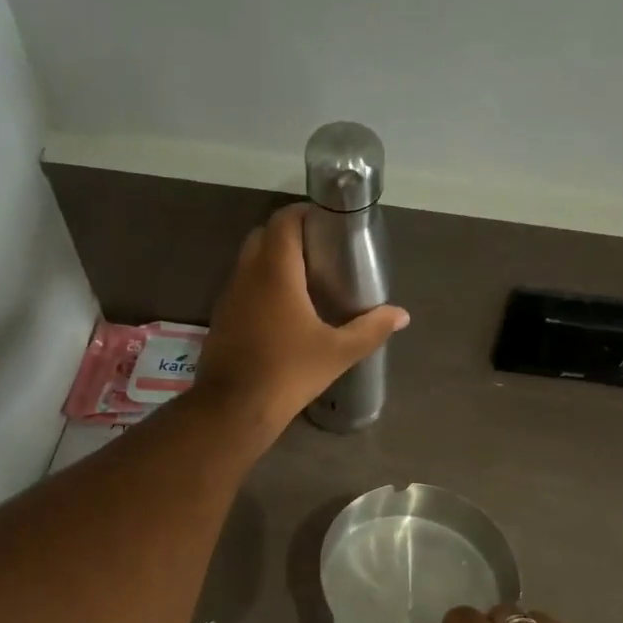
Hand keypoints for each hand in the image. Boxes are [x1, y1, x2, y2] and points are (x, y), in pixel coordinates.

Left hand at [196, 204, 408, 434]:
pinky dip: (262, 285)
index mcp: (275, 272)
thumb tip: (401, 315)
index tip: (329, 223)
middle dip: (290, 235)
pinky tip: (283, 311)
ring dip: (274, 261)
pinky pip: (243, 286)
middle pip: (264, 235)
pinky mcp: (222, 318)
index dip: (305, 213)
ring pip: (250, 262)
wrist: (234, 409)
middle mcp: (247, 275)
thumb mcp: (338, 352)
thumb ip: (371, 329)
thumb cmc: (288, 373)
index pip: (284, 220)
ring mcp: (229, 296)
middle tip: (321, 252)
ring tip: (306, 280)